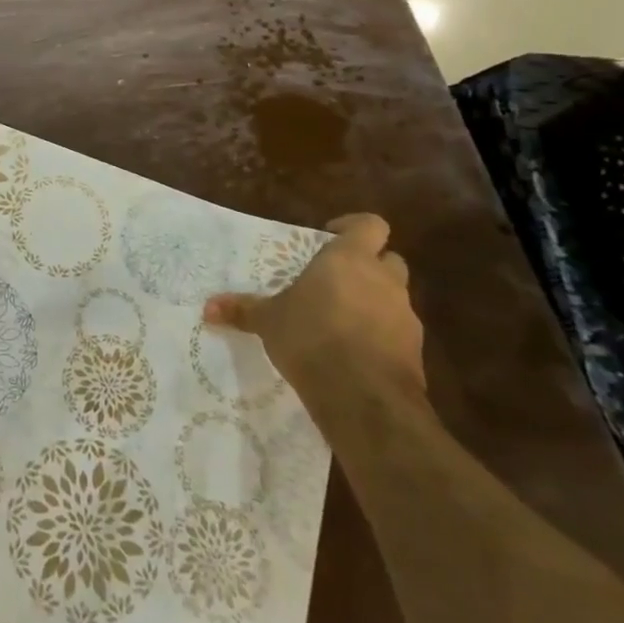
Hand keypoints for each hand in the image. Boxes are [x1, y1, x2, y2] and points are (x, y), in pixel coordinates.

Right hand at [203, 213, 424, 403]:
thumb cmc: (311, 337)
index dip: (353, 227)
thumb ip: (243, 310)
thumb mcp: (268, 321)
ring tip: (340, 320)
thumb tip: (208, 308)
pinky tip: (355, 353)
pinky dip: (381, 335)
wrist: (363, 397)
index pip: (370, 225)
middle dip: (368, 266)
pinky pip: (398, 331)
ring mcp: (405, 315)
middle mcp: (383, 280)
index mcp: (349, 259)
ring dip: (374, 302)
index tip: (330, 238)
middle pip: (388, 259)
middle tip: (336, 280)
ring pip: (394, 296)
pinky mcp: (415, 351)